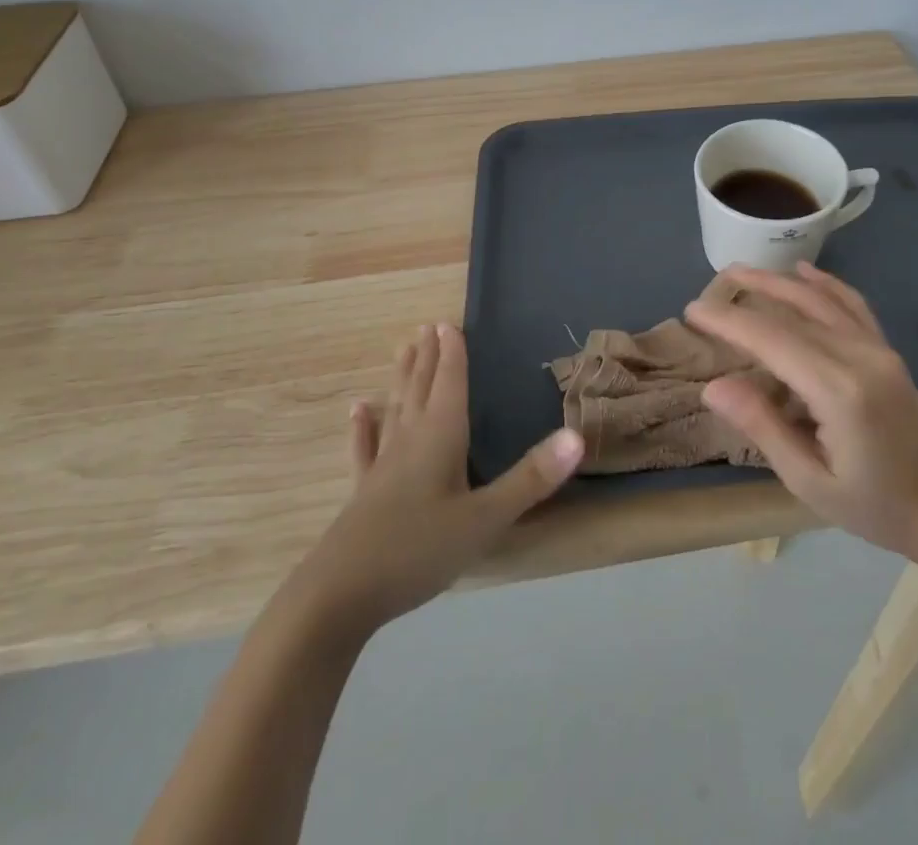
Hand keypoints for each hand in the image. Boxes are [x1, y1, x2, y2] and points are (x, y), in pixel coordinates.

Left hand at [283, 322, 582, 639]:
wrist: (339, 596)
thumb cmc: (419, 551)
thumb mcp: (485, 519)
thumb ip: (531, 479)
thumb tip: (577, 436)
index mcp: (440, 437)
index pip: (449, 383)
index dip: (452, 354)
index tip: (448, 322)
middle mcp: (410, 440)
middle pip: (421, 388)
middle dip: (428, 357)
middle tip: (427, 326)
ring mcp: (382, 466)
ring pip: (395, 409)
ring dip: (402, 378)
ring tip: (403, 349)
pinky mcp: (363, 492)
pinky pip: (365, 448)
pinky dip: (364, 426)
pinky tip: (357, 409)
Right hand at [687, 263, 917, 563]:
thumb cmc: (875, 508)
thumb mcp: (810, 482)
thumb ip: (763, 427)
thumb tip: (713, 386)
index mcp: (840, 391)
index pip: (772, 339)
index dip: (729, 321)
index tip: (692, 310)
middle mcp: (860, 356)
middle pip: (793, 310)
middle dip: (747, 294)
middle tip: (707, 289)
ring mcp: (878, 349)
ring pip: (821, 299)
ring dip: (778, 281)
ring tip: (740, 272)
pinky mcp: (887, 351)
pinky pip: (852, 305)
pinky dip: (825, 283)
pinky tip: (803, 272)